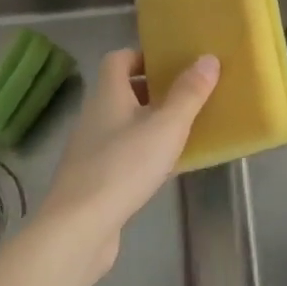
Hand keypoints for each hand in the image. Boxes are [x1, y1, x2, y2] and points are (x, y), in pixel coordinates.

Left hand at [37, 49, 217, 274]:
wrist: (78, 229)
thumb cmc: (124, 166)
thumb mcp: (166, 126)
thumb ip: (189, 93)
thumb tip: (207, 58)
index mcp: (108, 95)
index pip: (118, 60)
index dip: (142, 56)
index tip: (170, 64)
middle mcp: (94, 117)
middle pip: (121, 92)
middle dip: (153, 91)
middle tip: (185, 95)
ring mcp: (90, 151)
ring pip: (123, 125)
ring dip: (149, 124)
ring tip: (182, 131)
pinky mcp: (92, 181)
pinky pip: (122, 155)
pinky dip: (142, 154)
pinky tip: (164, 169)